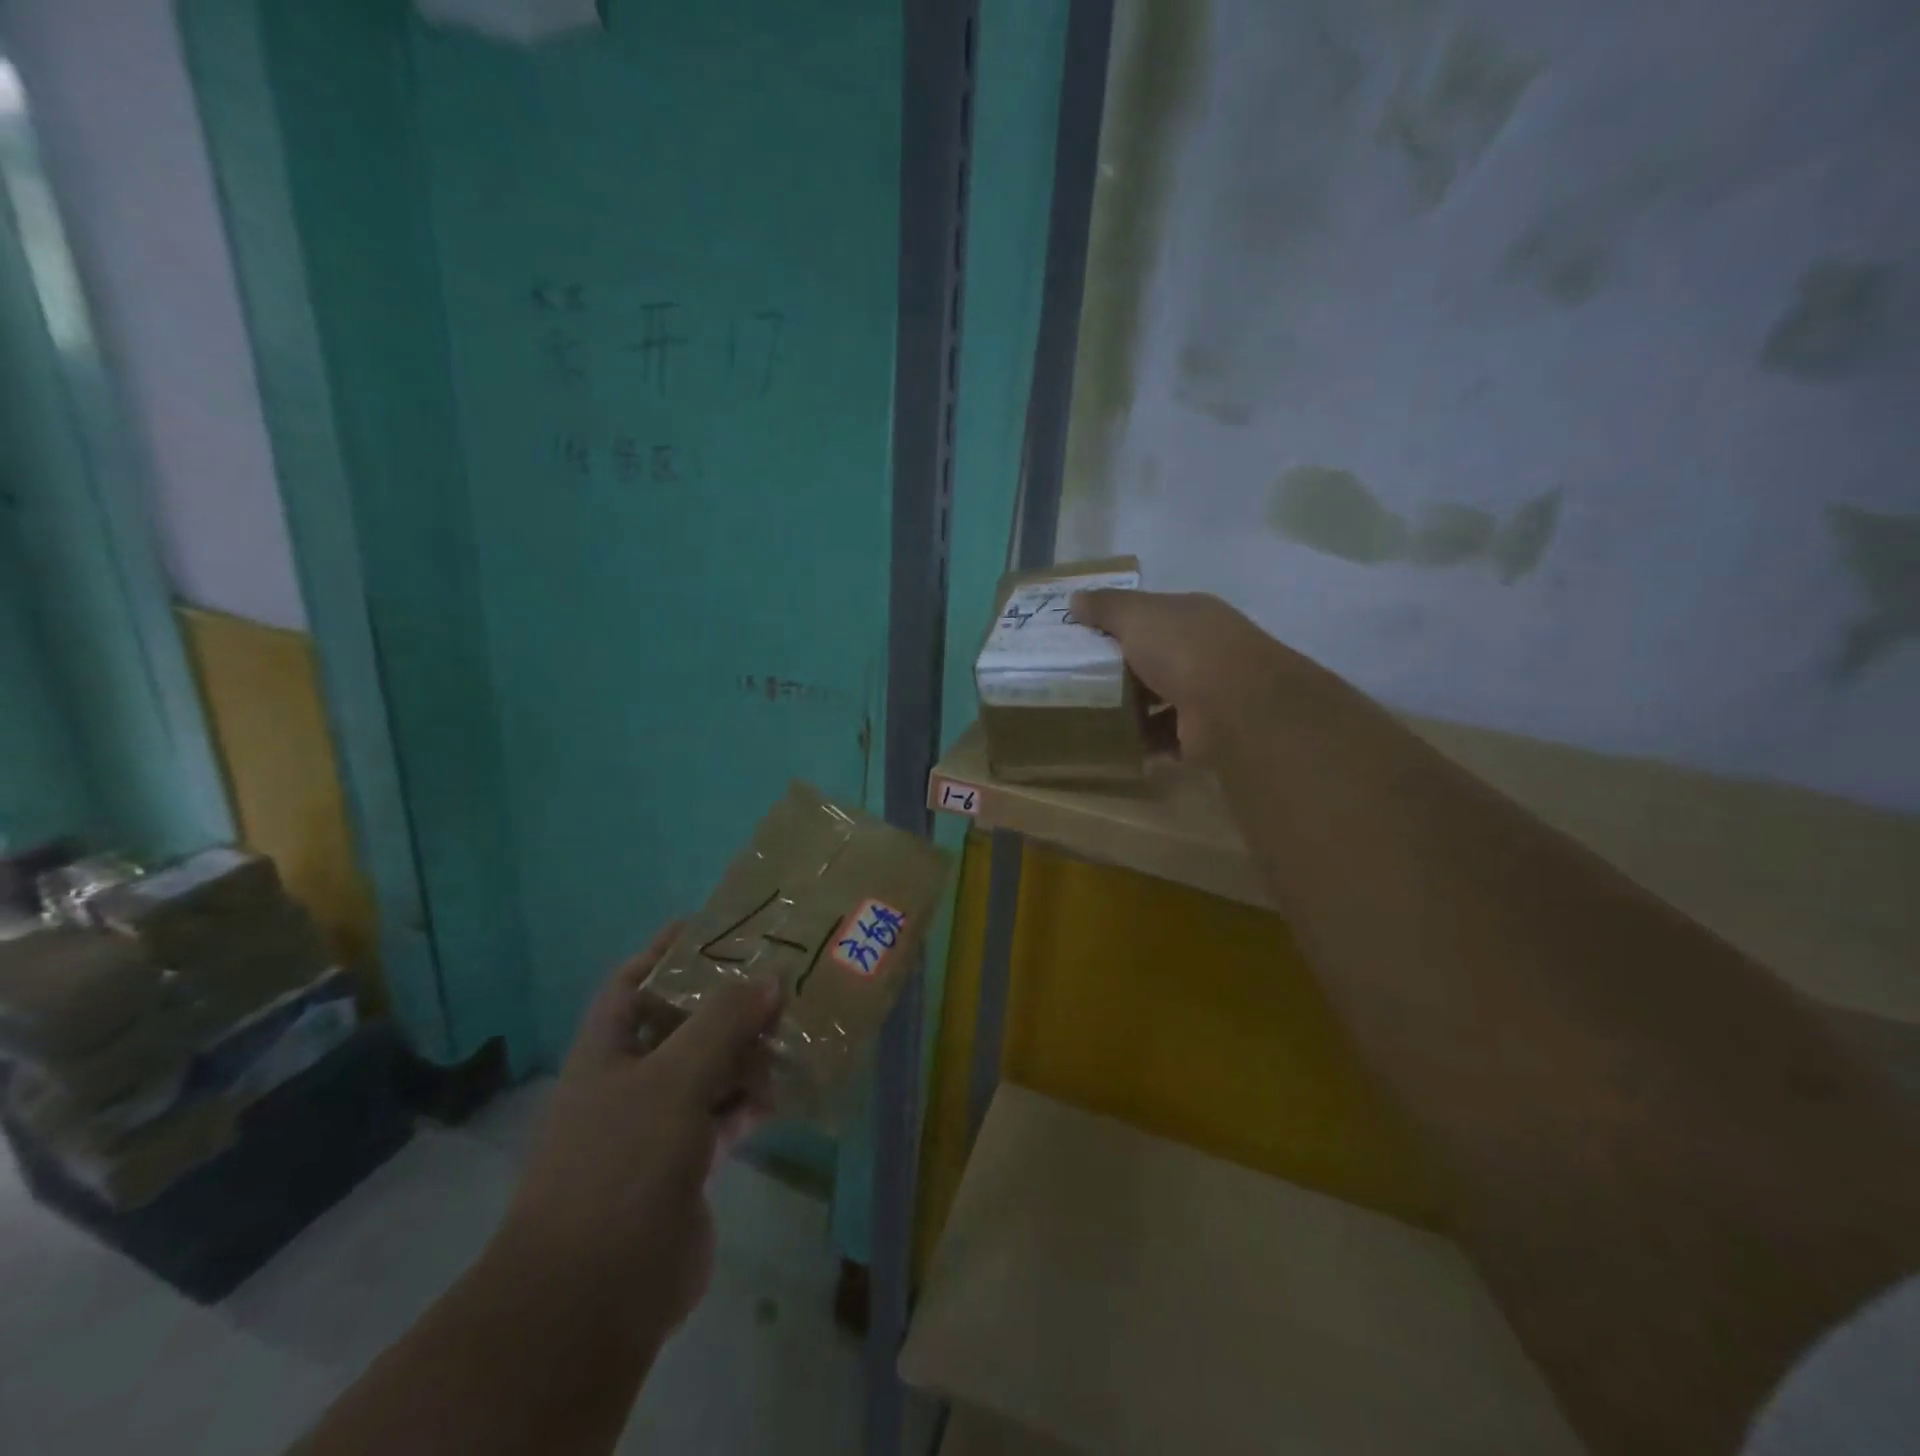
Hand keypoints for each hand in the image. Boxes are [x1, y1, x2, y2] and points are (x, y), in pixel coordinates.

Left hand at [496, 925, 781, 1334]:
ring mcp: (657, 1127)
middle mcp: (628, 1082)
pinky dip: (753, 1099)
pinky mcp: (686, 1166)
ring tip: (798, 1020)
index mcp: (606, 1051)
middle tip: (780, 971)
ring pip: (709, 1070)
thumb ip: (722, 1023)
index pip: (633, 981)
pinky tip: (790, 1085)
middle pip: (681, 1024)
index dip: (667, 949)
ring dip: (747, 1050)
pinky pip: (725, 1116)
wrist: (593, 1297)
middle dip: (726, 999)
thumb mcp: (672, 1079)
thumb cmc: (621, 1164)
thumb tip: (770, 976)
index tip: (715, 924)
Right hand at [1072, 589, 1303, 760]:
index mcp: (1192, 617)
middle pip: (1155, 660)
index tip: (1084, 640)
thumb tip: (1075, 599)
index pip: (1153, 617)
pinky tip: (1117, 748)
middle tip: (1080, 683)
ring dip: (1133, 712)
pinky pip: (1167, 739)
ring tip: (1093, 719)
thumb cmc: (1183, 649)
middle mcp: (1204, 652)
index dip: (1120, 626)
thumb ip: (1106, 607)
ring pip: (1162, 702)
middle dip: (1123, 673)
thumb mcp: (1136, 616)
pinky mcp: (1204, 735)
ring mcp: (1208, 695)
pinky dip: (1145, 744)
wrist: (1233, 705)